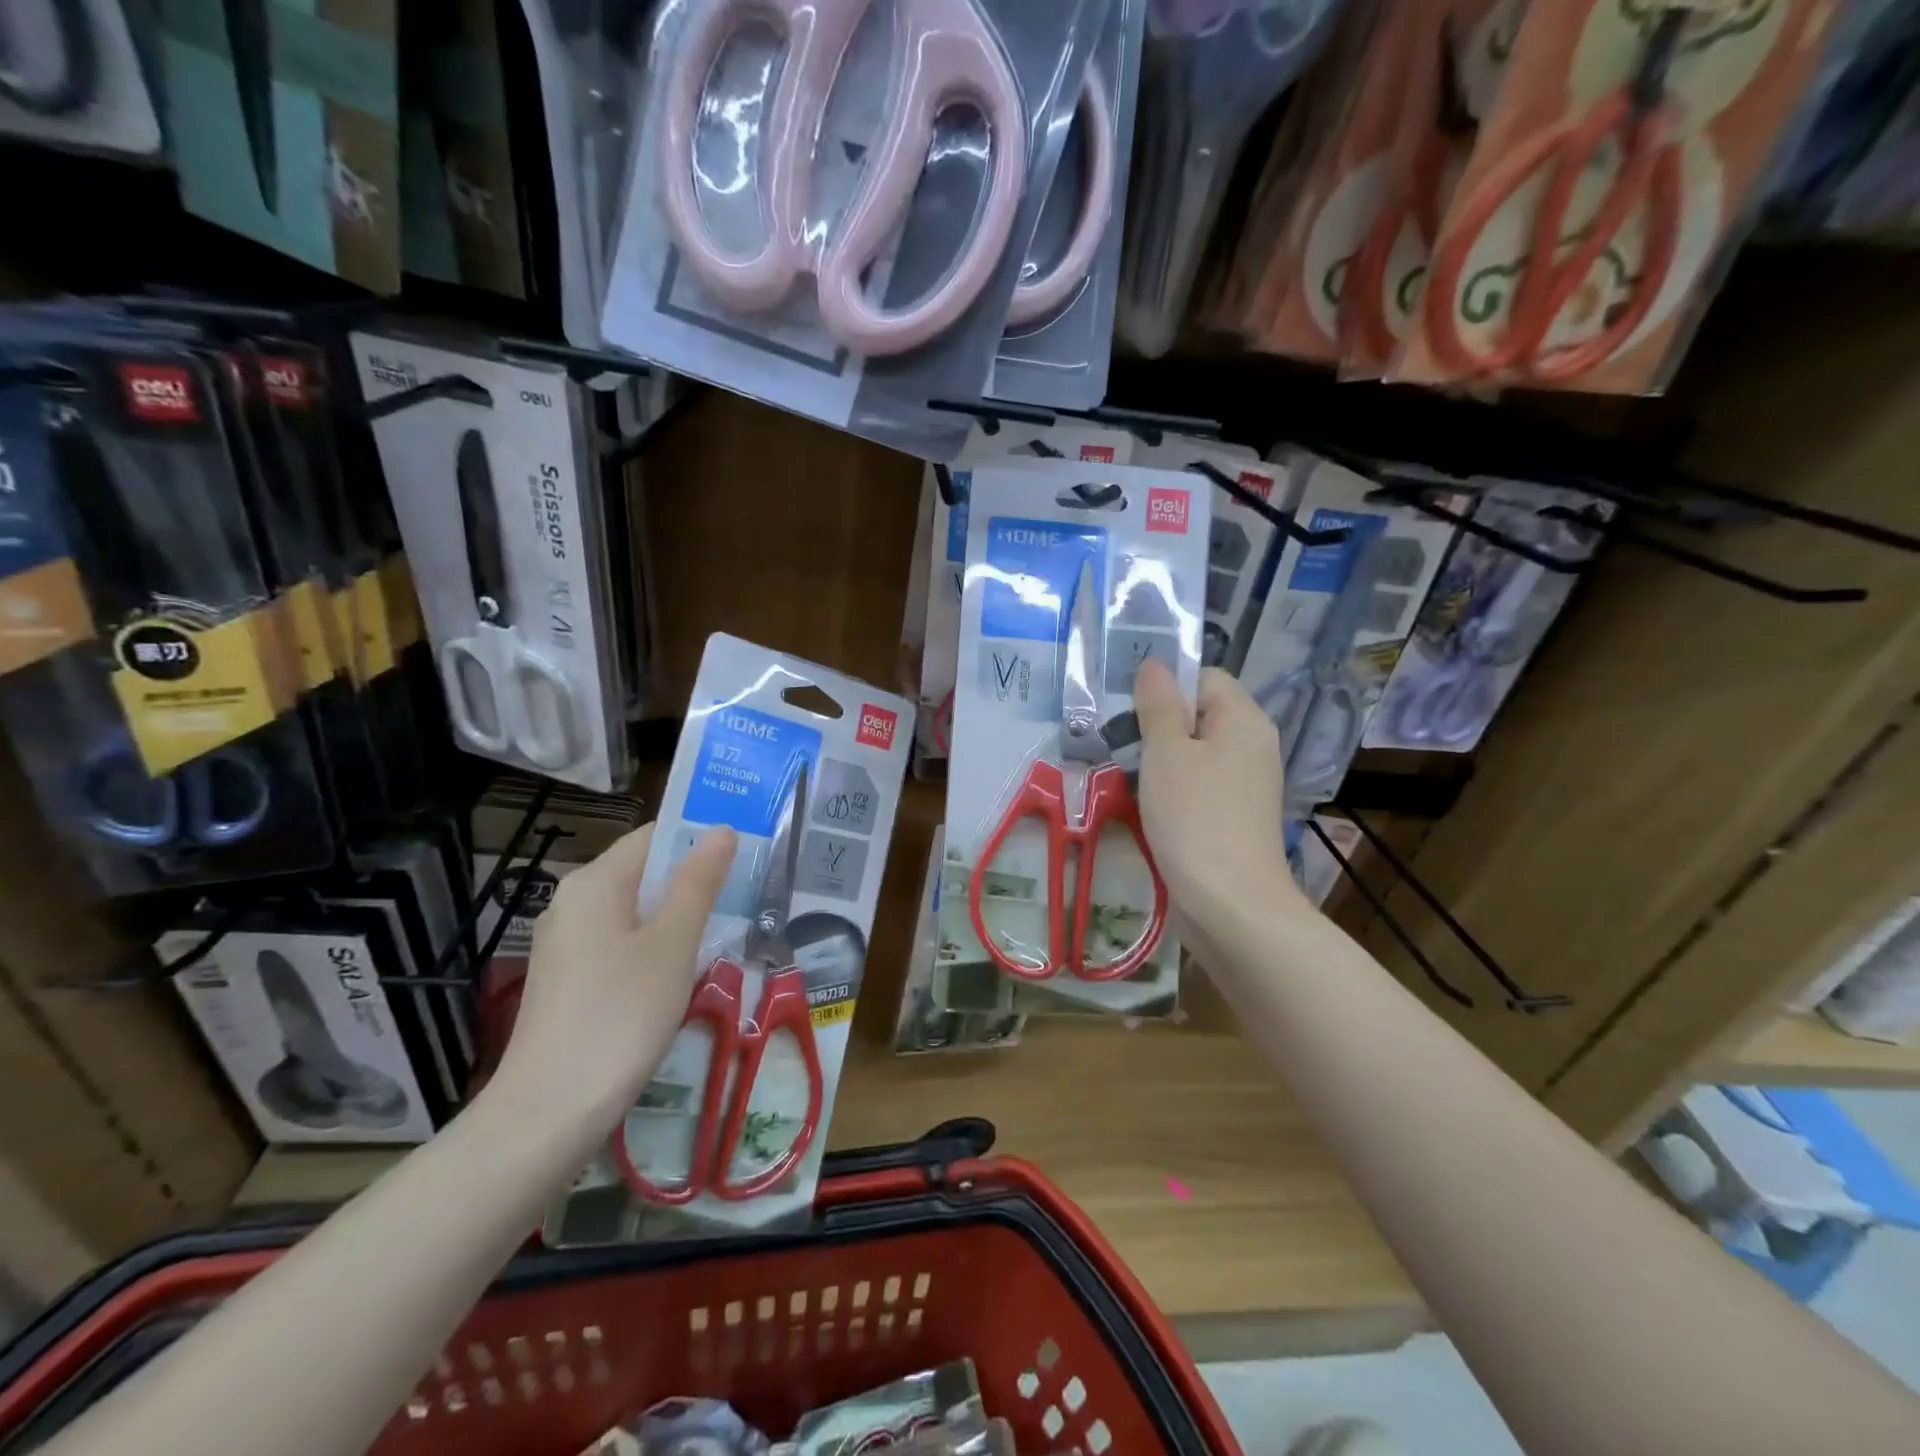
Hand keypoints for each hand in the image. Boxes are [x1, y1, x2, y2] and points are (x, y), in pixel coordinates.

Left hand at [492, 822, 736, 1134]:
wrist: (549, 1111)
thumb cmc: (621, 1014)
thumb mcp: (674, 943)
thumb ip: (698, 882)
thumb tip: (721, 830)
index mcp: (596, 882)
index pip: (655, 836)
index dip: (699, 838)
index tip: (744, 856)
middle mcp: (573, 902)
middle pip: (643, 872)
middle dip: (693, 881)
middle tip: (743, 899)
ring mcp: (565, 943)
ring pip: (634, 911)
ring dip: (677, 918)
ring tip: (721, 937)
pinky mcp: (566, 980)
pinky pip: (619, 944)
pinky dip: (653, 947)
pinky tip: (679, 976)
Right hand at [1133, 658, 1300, 928]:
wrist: (1230, 906)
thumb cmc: (1195, 818)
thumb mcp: (1167, 752)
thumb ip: (1159, 705)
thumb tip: (1155, 665)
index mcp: (1244, 720)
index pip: (1205, 678)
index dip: (1167, 688)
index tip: (1131, 714)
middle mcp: (1252, 747)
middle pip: (1199, 717)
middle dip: (1157, 727)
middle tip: (1120, 745)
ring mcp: (1245, 786)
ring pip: (1194, 755)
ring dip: (1159, 763)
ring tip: (1126, 778)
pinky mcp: (1233, 819)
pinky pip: (1198, 788)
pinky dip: (1172, 792)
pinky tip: (1147, 809)